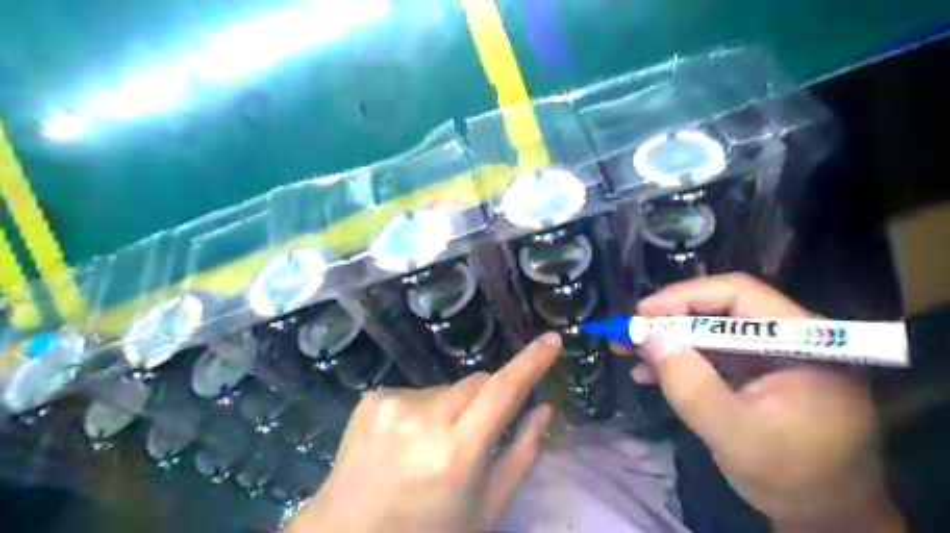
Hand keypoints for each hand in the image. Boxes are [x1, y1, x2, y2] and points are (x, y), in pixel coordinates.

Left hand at [285, 333, 556, 532]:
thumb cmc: (429, 531)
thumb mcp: (487, 507)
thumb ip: (522, 454)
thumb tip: (544, 408)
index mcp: (457, 452)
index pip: (504, 391)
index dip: (531, 362)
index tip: (552, 340)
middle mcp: (424, 418)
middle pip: (477, 382)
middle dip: (488, 400)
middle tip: (475, 435)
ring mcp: (394, 404)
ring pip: (448, 387)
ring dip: (452, 408)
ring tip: (432, 445)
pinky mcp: (373, 398)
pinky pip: (417, 392)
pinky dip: (422, 410)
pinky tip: (405, 441)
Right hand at [628, 272, 899, 529]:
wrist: (827, 518)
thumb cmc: (795, 480)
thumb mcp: (738, 436)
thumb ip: (693, 387)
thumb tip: (650, 337)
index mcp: (803, 341)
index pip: (739, 294)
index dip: (686, 297)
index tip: (642, 313)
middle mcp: (787, 338)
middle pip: (718, 311)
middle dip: (667, 321)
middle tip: (626, 332)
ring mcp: (769, 356)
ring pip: (707, 332)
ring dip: (666, 341)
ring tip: (625, 351)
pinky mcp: (754, 373)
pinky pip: (709, 356)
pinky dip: (677, 362)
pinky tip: (646, 374)